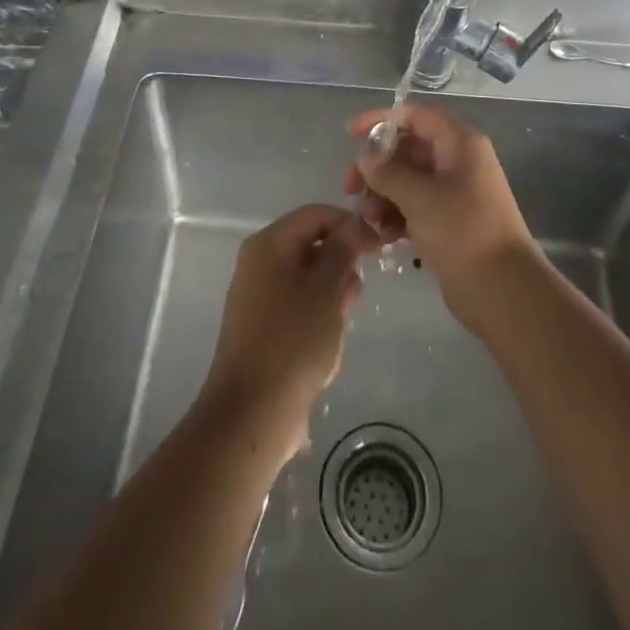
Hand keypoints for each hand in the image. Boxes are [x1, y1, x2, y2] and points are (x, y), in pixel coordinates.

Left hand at [200, 204, 377, 461]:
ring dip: (332, 306)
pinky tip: (324, 358)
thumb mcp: (326, 289)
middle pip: (313, 249)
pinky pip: (300, 313)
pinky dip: (318, 328)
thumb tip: (353, 228)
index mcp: (269, 245)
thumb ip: (342, 252)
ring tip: (335, 336)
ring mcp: (259, 299)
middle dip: (340, 273)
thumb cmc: (292, 341)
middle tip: (352, 300)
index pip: (316, 215)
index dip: (349, 225)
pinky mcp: (264, 331)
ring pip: (311, 285)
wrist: (252, 414)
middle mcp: (260, 264)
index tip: (377, 247)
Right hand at [345, 104, 538, 329]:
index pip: (416, 116)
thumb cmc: (463, 231)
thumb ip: (387, 172)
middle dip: (378, 167)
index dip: (382, 120)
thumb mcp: (420, 197)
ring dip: (383, 195)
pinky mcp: (449, 222)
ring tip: (369, 220)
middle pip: (408, 149)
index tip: (350, 132)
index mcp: (459, 143)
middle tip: (351, 189)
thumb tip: (365, 157)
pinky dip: (396, 216)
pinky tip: (381, 236)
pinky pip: (415, 207)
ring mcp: (454, 193)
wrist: (503, 290)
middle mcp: (458, 161)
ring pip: (408, 181)